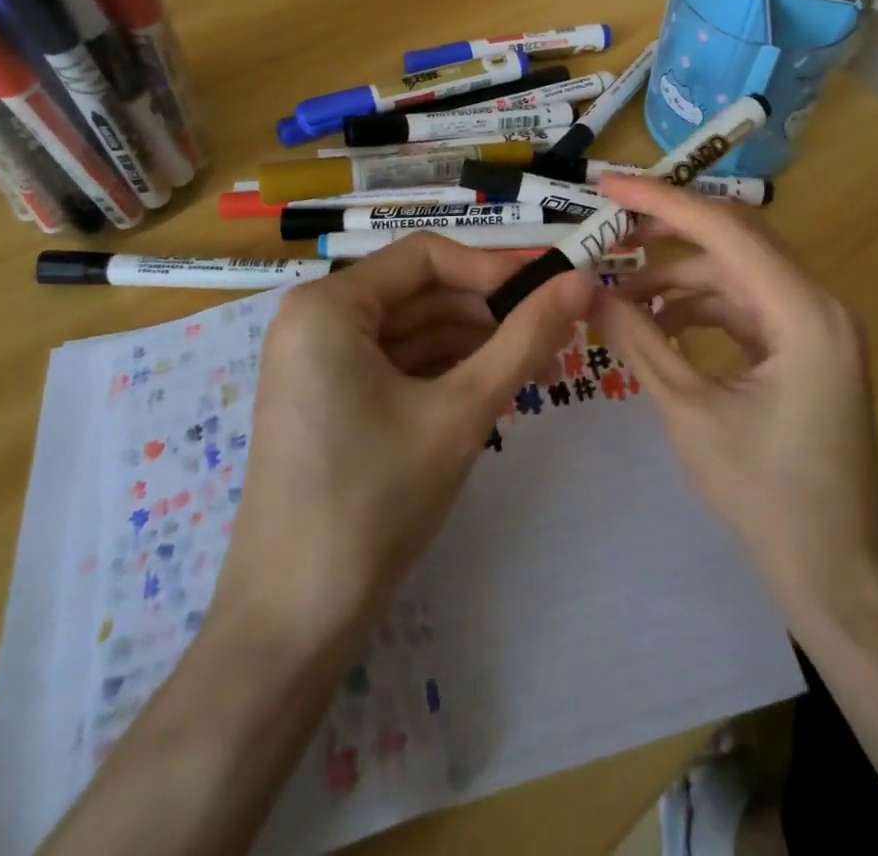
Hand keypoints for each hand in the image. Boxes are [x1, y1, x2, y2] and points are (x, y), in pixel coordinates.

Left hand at [218, 235, 592, 644]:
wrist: (294, 621)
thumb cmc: (375, 500)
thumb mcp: (462, 410)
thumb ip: (525, 337)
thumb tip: (583, 281)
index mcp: (328, 306)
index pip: (426, 256)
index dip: (493, 268)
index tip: (550, 292)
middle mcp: (313, 320)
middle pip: (419, 292)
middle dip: (488, 311)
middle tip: (554, 334)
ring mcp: (315, 362)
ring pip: (410, 330)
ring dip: (472, 342)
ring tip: (536, 364)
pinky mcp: (325, 399)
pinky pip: (393, 363)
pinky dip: (442, 370)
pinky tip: (490, 388)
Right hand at [590, 174, 877, 625]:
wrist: (838, 575)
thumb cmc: (768, 499)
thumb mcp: (691, 414)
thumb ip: (640, 343)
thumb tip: (590, 293)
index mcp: (803, 311)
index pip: (725, 230)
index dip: (660, 201)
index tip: (607, 185)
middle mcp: (818, 303)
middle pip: (735, 240)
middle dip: (668, 231)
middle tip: (608, 228)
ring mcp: (816, 325)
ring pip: (737, 274)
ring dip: (679, 278)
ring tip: (620, 296)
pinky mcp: (805, 348)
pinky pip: (745, 308)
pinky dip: (701, 309)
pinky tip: (658, 324)